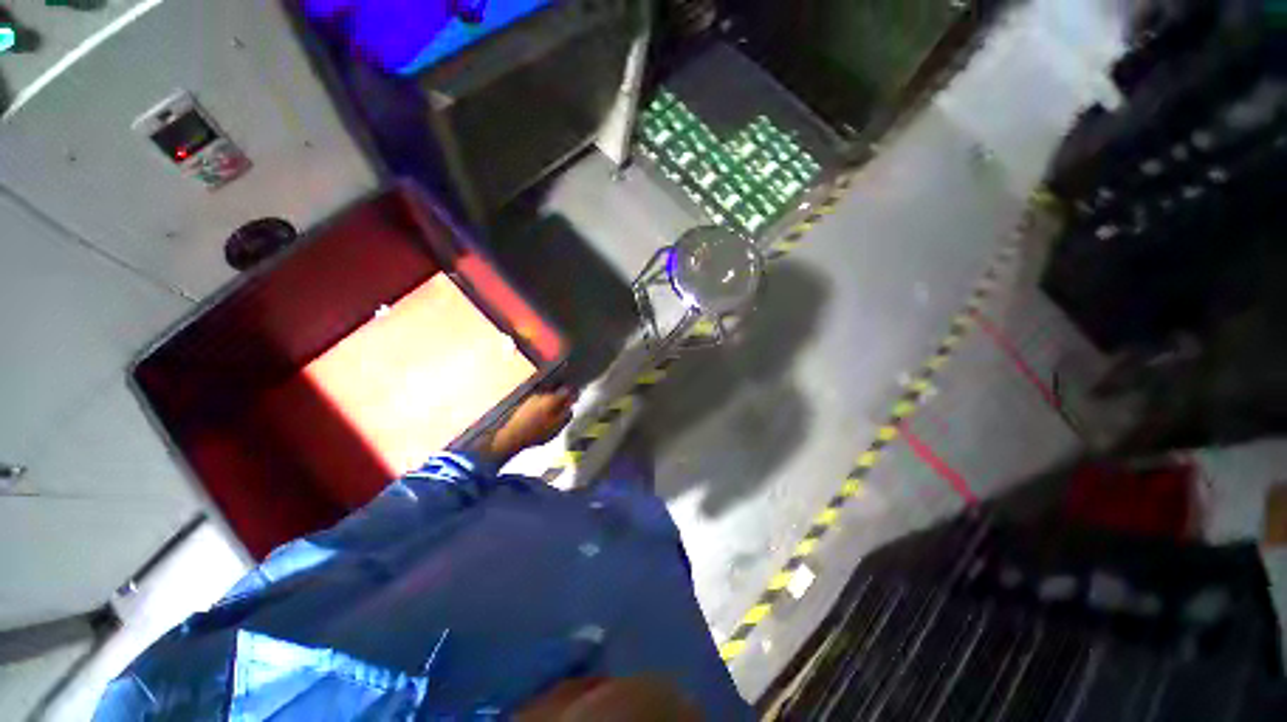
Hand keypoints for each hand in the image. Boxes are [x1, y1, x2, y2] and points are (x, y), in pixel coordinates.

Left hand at [487, 388, 576, 461]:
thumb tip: (571, 407)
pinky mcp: (524, 404)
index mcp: (553, 399)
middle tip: (566, 407)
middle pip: (557, 393)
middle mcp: (542, 395)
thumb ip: (567, 415)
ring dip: (552, 403)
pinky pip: (539, 402)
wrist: (512, 436)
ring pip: (547, 397)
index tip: (576, 399)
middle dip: (562, 399)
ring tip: (554, 414)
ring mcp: (532, 399)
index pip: (568, 390)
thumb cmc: (537, 432)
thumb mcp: (557, 426)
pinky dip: (543, 407)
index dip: (574, 394)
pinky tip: (542, 417)